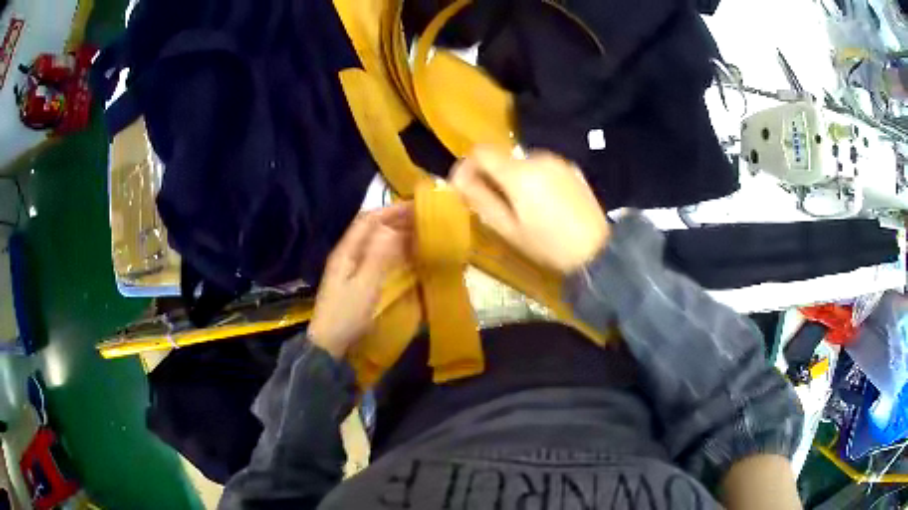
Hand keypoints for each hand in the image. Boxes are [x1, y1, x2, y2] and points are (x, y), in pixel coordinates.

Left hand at [308, 204, 413, 358]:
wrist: (329, 344)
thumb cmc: (346, 314)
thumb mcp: (365, 285)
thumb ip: (379, 255)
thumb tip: (394, 227)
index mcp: (346, 251)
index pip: (369, 220)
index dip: (391, 210)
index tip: (416, 206)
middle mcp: (347, 253)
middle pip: (371, 228)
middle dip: (395, 219)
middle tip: (423, 218)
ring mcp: (351, 267)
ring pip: (375, 241)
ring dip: (395, 233)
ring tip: (419, 232)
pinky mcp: (357, 280)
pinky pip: (377, 256)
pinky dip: (393, 250)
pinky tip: (406, 254)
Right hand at [450, 146, 608, 272]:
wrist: (596, 250)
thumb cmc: (547, 245)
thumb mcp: (508, 229)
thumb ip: (480, 199)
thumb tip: (458, 178)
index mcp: (518, 173)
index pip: (481, 151)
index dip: (467, 166)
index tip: (466, 186)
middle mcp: (537, 157)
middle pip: (503, 158)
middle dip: (493, 176)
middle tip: (497, 206)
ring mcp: (557, 161)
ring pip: (523, 162)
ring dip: (515, 178)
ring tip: (524, 208)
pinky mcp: (571, 168)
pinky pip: (543, 167)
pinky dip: (535, 179)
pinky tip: (546, 204)